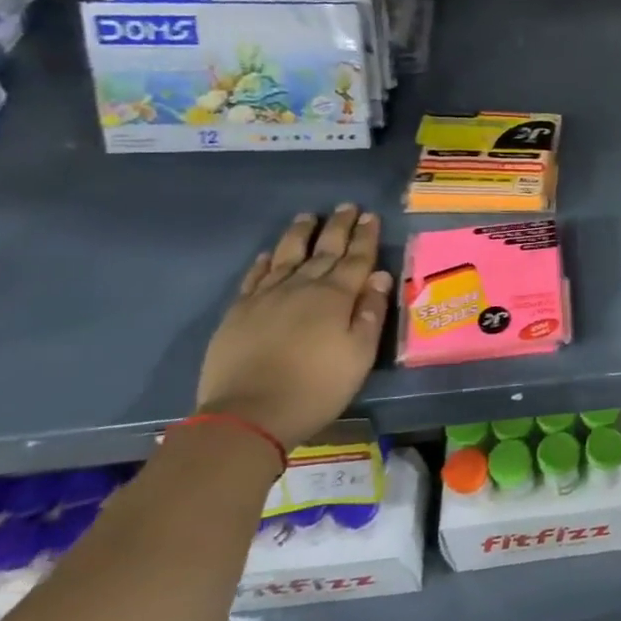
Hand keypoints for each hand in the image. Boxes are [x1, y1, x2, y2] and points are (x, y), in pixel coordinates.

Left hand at [194, 205, 391, 449]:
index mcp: (335, 296)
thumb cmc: (317, 387)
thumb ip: (371, 312)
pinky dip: (264, 262)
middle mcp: (302, 286)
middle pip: (324, 250)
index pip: (356, 258)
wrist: (249, 414)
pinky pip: (254, 276)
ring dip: (300, 234)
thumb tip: (381, 275)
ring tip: (308, 217)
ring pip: (287, 255)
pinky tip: (268, 254)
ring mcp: (266, 296)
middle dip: (338, 227)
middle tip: (347, 206)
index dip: (365, 237)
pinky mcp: (239, 311)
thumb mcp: (359, 354)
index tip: (371, 216)